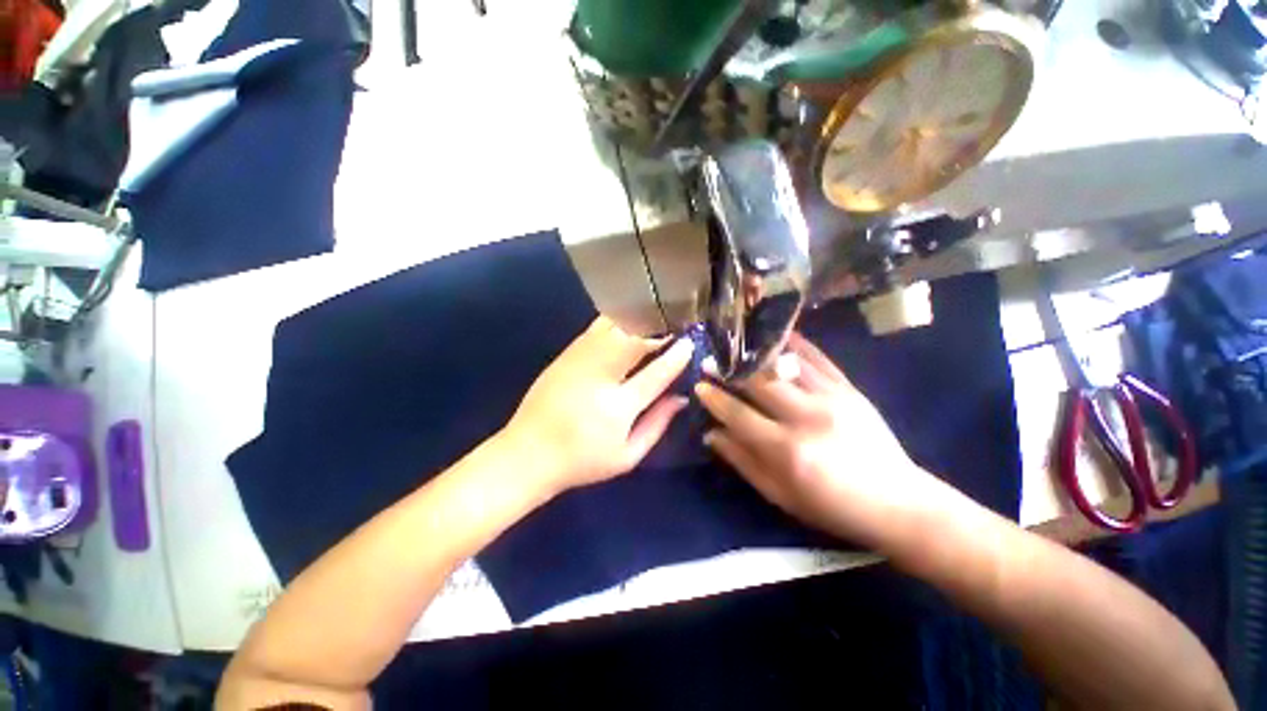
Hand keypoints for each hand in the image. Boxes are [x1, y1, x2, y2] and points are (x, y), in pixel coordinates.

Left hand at [503, 316, 693, 494]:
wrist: (527, 453)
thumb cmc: (582, 461)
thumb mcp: (627, 456)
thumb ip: (658, 425)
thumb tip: (681, 398)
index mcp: (617, 407)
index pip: (655, 374)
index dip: (676, 356)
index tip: (690, 343)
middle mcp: (598, 377)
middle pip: (633, 340)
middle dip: (658, 329)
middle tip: (674, 325)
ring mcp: (579, 360)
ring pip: (614, 327)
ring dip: (638, 321)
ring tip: (654, 321)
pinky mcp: (565, 354)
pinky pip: (596, 328)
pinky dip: (617, 322)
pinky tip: (627, 324)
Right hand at [695, 333, 953, 547]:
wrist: (897, 503)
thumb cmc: (831, 506)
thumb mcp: (779, 495)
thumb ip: (742, 462)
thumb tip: (712, 434)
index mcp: (786, 450)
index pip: (738, 415)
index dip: (715, 398)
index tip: (699, 386)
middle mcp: (806, 418)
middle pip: (759, 383)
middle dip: (731, 370)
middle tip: (713, 360)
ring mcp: (832, 399)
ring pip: (786, 365)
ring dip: (759, 352)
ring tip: (740, 344)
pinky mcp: (850, 390)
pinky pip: (819, 360)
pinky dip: (798, 344)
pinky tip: (781, 334)